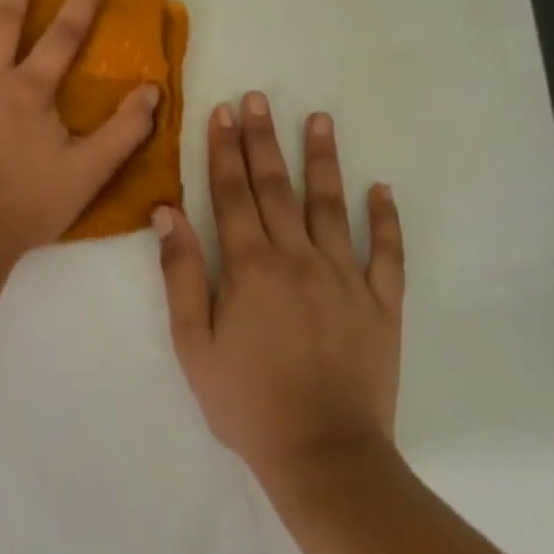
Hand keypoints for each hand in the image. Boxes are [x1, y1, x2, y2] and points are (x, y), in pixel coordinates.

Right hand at [158, 93, 405, 485]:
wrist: (324, 455)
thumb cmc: (248, 402)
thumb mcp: (195, 344)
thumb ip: (182, 274)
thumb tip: (167, 213)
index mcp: (250, 268)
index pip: (232, 195)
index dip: (225, 151)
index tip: (223, 112)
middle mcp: (299, 259)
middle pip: (277, 188)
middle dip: (264, 140)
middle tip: (259, 98)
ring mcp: (345, 277)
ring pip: (332, 206)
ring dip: (323, 160)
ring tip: (320, 119)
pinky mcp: (381, 303)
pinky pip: (386, 253)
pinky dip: (385, 219)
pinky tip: (381, 189)